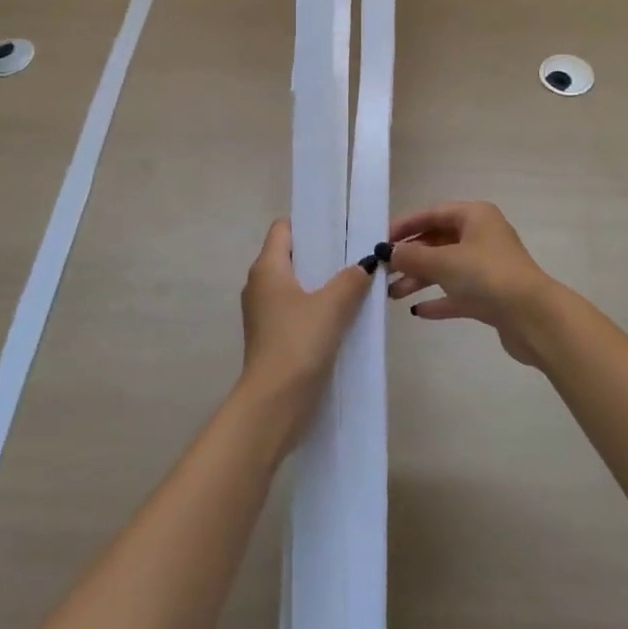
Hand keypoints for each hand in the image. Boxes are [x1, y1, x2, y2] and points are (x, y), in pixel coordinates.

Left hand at [238, 219, 372, 437]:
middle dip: (324, 254)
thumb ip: (352, 279)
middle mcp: (260, 285)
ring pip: (298, 286)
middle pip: (293, 257)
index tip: (340, 227)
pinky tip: (346, 317)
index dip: (310, 224)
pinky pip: (298, 311)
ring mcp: (265, 314)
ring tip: (358, 284)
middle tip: (357, 254)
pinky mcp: (274, 338)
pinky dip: (319, 309)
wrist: (274, 404)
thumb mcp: (333, 305)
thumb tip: (367, 263)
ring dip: (324, 284)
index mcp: (267, 268)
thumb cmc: (298, 342)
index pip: (283, 229)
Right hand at [386, 202, 559, 365]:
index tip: (381, 240)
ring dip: (419, 280)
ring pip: (446, 268)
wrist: (533, 317)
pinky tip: (417, 311)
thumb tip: (390, 252)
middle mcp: (482, 236)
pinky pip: (457, 293)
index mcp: (475, 216)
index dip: (406, 226)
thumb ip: (413, 256)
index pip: (433, 214)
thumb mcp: (444, 261)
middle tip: (383, 272)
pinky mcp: (490, 296)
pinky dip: (438, 299)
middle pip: (438, 241)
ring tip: (391, 294)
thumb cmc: (487, 276)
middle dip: (410, 257)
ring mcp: (487, 267)